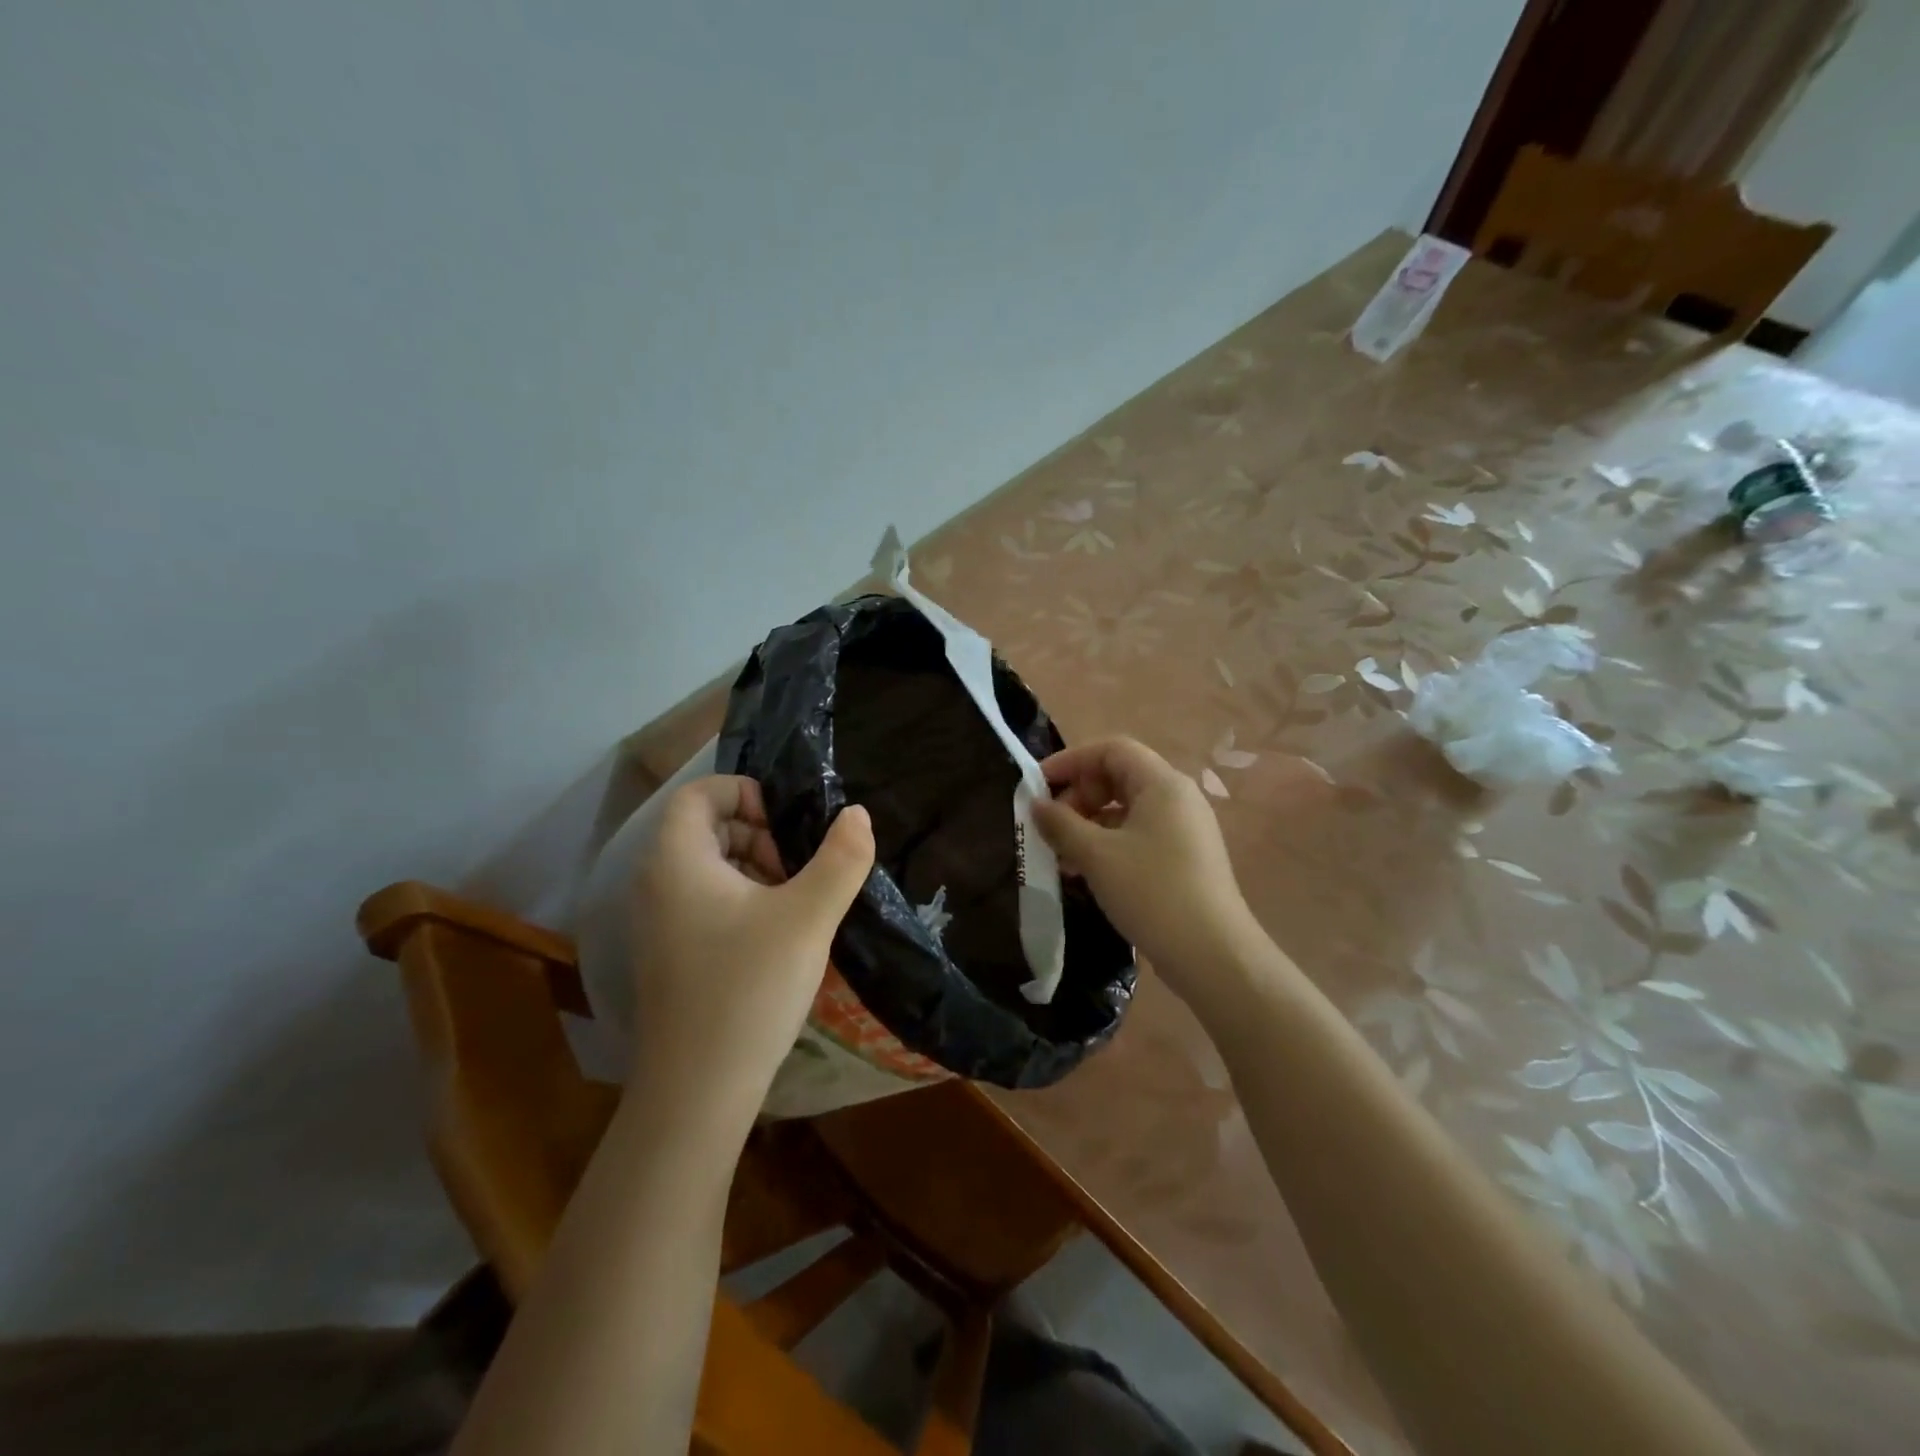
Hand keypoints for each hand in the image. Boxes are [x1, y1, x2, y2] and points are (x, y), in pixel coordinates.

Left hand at [629, 777, 873, 1120]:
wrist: (697, 1092)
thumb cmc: (749, 989)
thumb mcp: (808, 917)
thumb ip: (840, 859)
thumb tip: (857, 814)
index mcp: (677, 860)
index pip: (700, 793)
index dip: (746, 792)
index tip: (788, 824)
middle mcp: (656, 883)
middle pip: (705, 826)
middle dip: (758, 832)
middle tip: (798, 866)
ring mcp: (659, 922)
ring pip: (708, 866)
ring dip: (755, 867)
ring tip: (795, 901)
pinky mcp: (671, 954)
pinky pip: (705, 901)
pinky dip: (743, 899)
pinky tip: (777, 934)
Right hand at [1033, 737, 1261, 1003]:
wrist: (1213, 955)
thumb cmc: (1152, 893)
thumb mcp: (1097, 856)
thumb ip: (1061, 824)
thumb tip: (1037, 805)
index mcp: (1162, 784)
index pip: (1111, 749)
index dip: (1071, 761)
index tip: (1038, 786)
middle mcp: (1178, 798)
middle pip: (1119, 776)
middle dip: (1079, 795)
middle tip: (1052, 826)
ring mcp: (1185, 829)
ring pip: (1127, 809)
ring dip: (1090, 824)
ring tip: (1062, 856)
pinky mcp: (1185, 858)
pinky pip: (1139, 834)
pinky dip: (1109, 843)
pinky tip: (1087, 873)